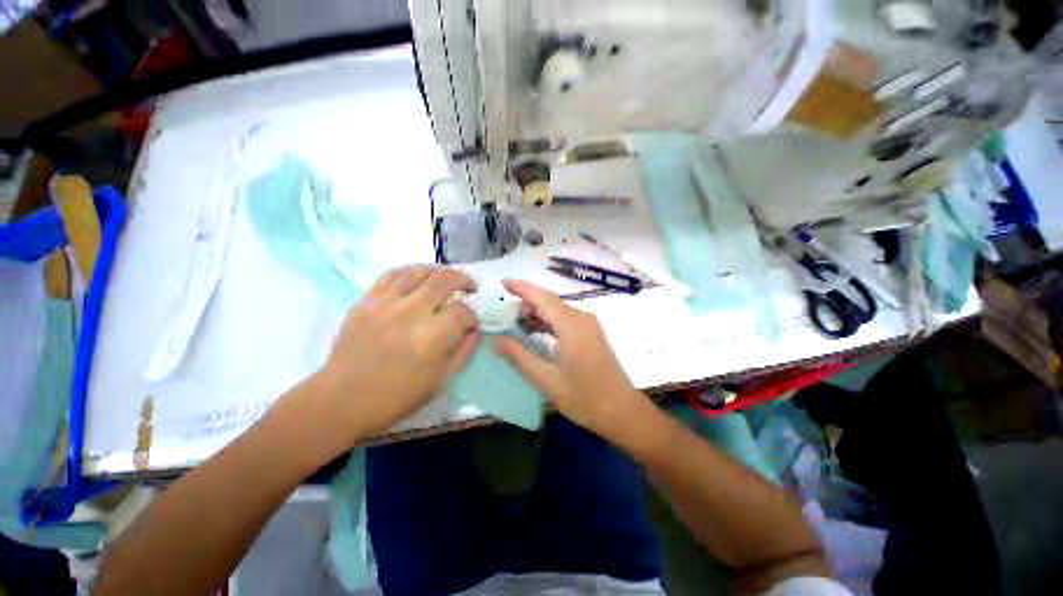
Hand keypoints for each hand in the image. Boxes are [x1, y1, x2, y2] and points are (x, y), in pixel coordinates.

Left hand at [307, 265, 479, 440]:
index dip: (472, 316)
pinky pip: (392, 274)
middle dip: (464, 280)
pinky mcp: (366, 300)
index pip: (463, 312)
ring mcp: (386, 303)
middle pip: (445, 280)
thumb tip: (474, 329)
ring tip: (444, 280)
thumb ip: (464, 351)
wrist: (341, 399)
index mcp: (431, 338)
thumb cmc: (396, 396)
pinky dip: (410, 273)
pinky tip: (416, 282)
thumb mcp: (440, 380)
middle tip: (469, 287)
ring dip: (439, 271)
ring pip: (419, 270)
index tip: (470, 322)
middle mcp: (410, 313)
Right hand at [494, 279, 646, 438]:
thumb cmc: (584, 397)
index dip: (522, 288)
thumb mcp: (546, 379)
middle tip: (506, 319)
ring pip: (558, 310)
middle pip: (550, 301)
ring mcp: (589, 325)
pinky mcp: (591, 334)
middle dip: (527, 304)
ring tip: (517, 328)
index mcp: (571, 325)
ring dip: (538, 314)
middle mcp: (582, 318)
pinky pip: (566, 319)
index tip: (503, 283)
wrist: (622, 412)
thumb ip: (519, 356)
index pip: (542, 298)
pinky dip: (549, 322)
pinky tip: (537, 334)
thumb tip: (495, 339)